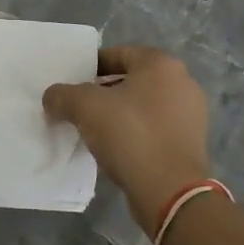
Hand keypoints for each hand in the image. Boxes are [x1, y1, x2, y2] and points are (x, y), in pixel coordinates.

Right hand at [43, 45, 211, 233]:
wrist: (170, 191)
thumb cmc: (130, 135)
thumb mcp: (84, 107)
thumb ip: (62, 95)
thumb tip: (52, 98)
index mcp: (161, 64)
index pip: (119, 53)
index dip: (91, 66)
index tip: (72, 84)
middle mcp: (182, 83)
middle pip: (132, 80)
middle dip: (103, 92)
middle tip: (79, 107)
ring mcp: (191, 115)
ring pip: (143, 106)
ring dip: (119, 114)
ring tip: (93, 130)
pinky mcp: (190, 144)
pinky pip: (155, 129)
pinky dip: (135, 134)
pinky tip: (115, 149)